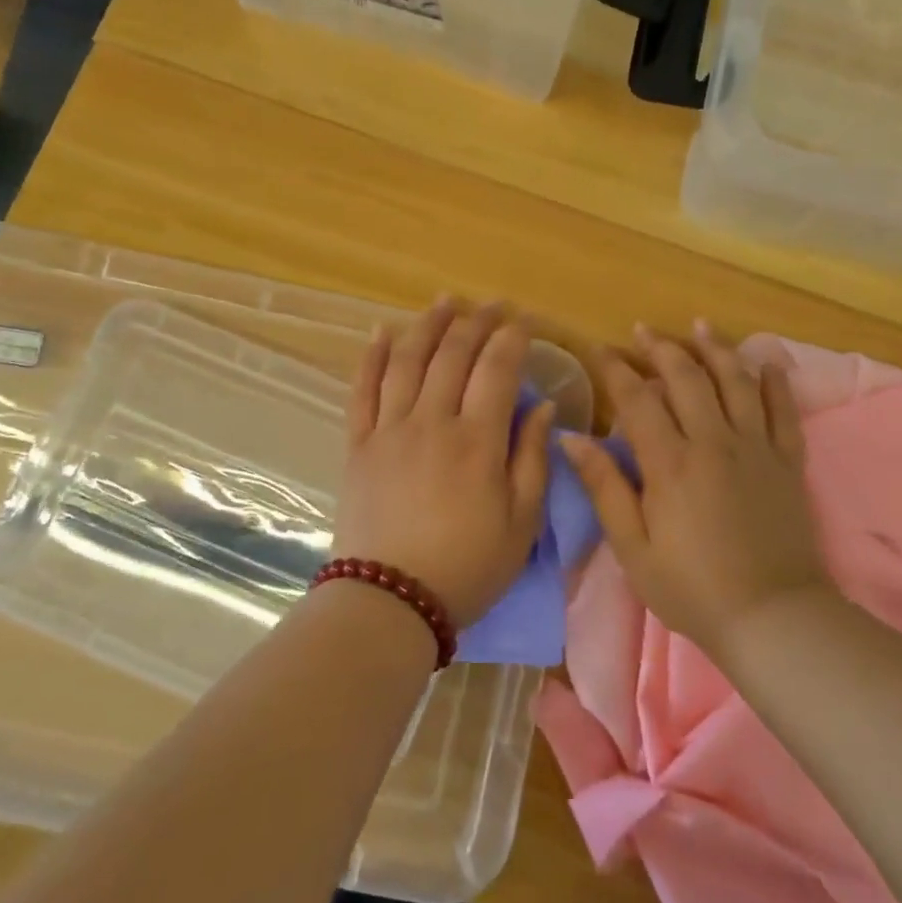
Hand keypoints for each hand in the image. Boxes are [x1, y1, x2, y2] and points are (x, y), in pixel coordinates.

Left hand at [333, 299, 554, 628]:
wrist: (390, 600)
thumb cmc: (467, 566)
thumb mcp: (521, 522)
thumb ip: (533, 458)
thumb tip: (542, 405)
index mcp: (477, 441)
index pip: (497, 370)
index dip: (512, 339)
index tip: (523, 321)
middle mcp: (432, 421)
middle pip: (454, 355)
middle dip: (476, 323)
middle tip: (491, 305)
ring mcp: (389, 429)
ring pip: (408, 361)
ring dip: (429, 325)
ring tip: (445, 302)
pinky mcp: (359, 444)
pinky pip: (363, 389)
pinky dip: (373, 356)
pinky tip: (383, 332)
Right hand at [559, 321, 828, 656]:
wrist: (772, 617)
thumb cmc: (691, 588)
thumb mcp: (632, 547)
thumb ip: (604, 487)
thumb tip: (571, 438)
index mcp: (671, 462)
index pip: (638, 399)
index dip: (616, 369)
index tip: (599, 349)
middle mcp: (715, 442)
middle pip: (688, 378)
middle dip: (662, 349)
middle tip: (644, 330)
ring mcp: (757, 448)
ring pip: (736, 382)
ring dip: (716, 349)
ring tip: (700, 326)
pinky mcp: (788, 462)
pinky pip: (784, 411)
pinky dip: (775, 383)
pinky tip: (767, 363)